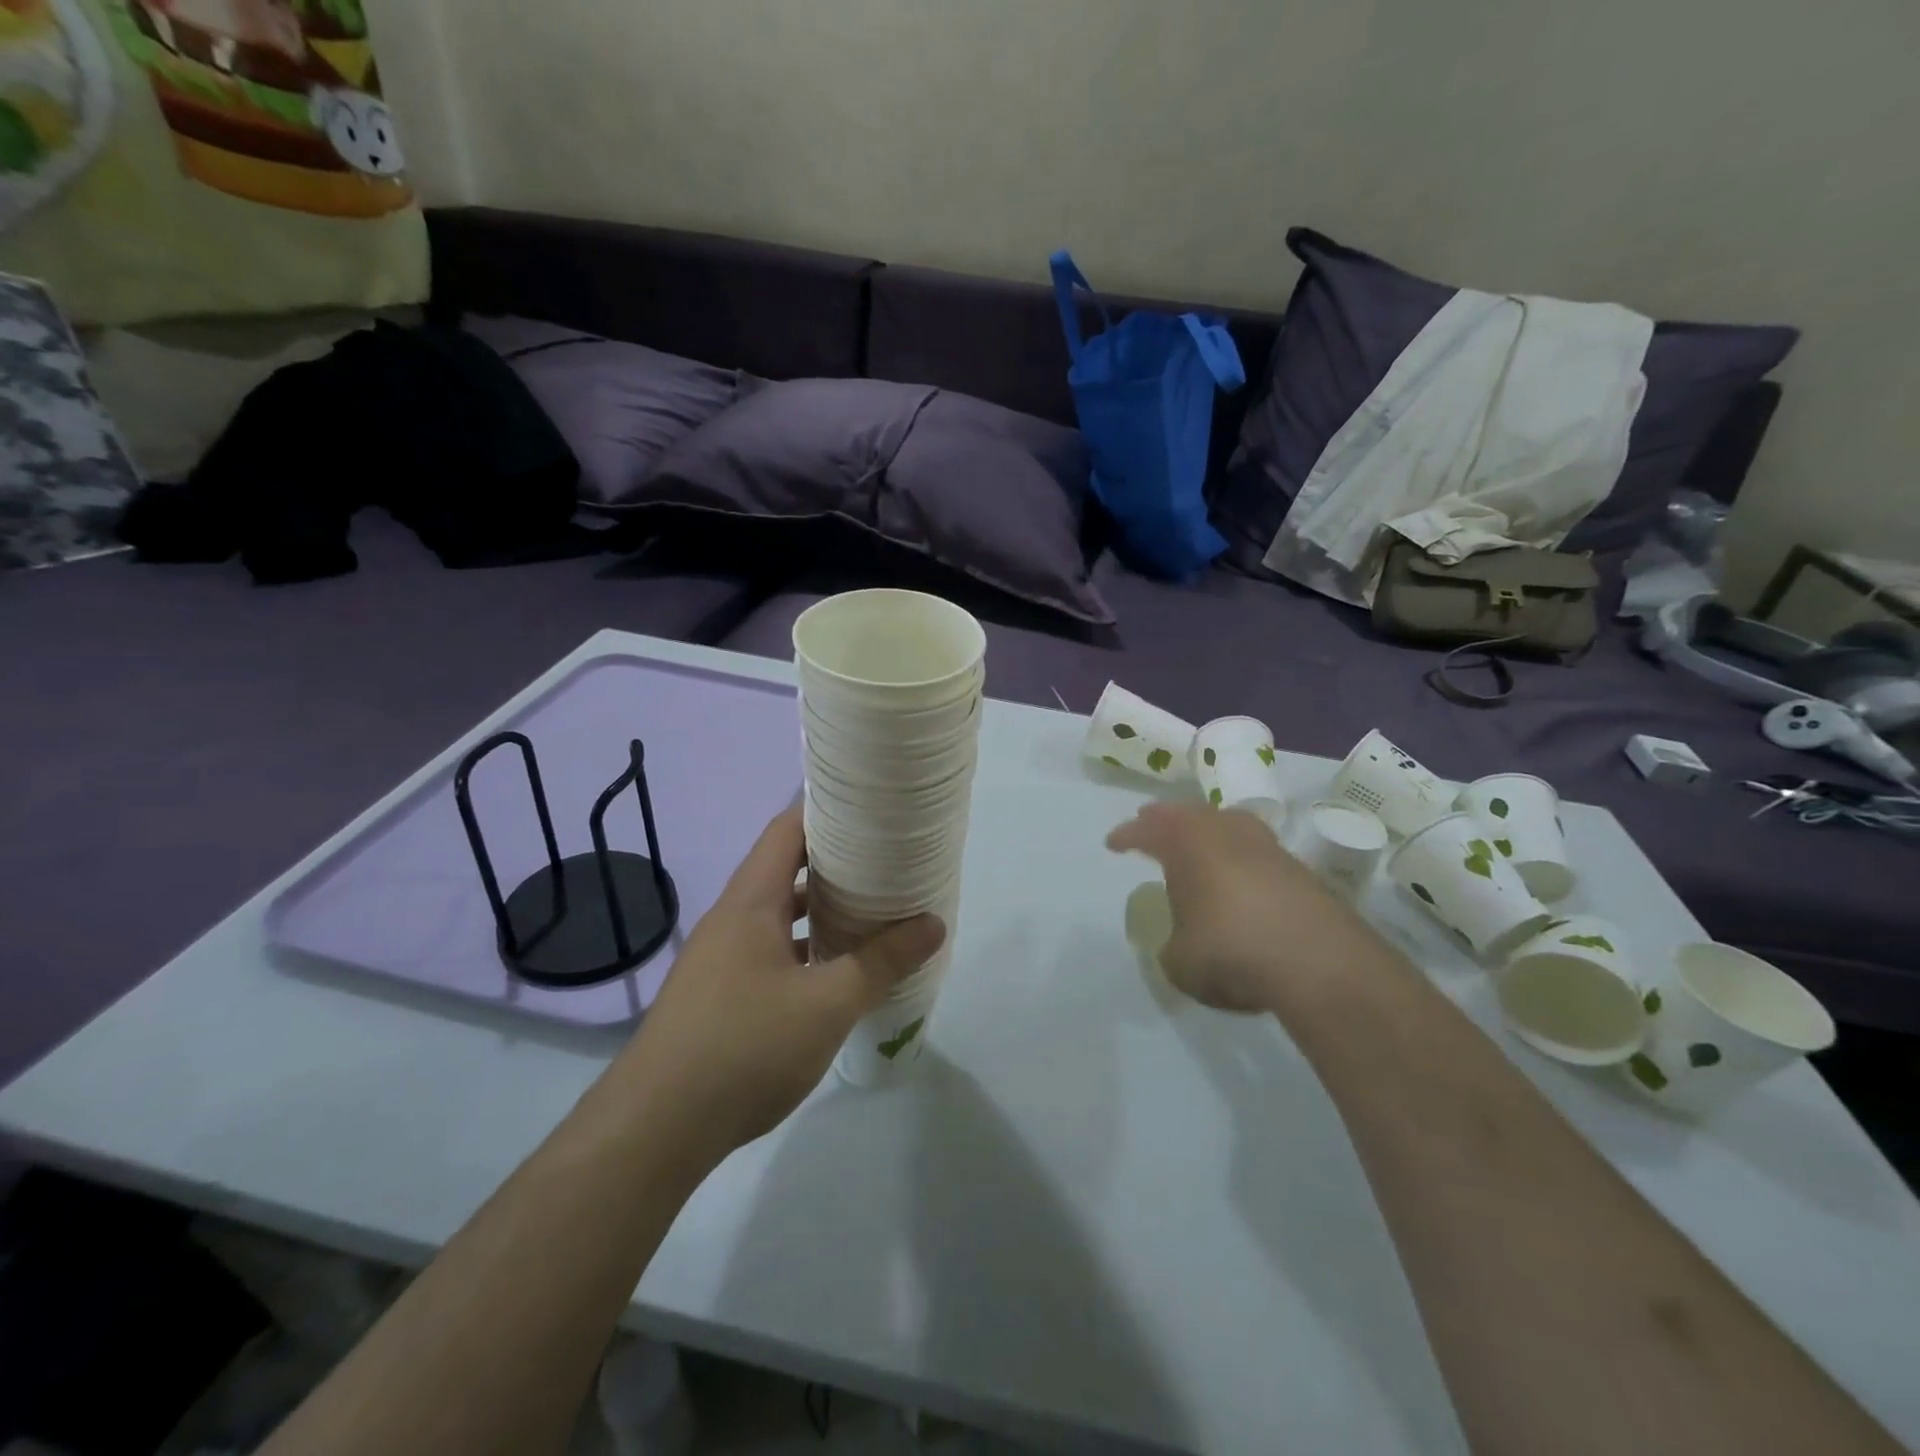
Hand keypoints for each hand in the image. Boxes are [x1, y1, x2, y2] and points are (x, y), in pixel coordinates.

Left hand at [621, 806, 943, 1158]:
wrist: (654, 1130)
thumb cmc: (744, 1048)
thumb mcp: (827, 1003)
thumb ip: (882, 961)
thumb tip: (933, 924)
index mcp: (751, 901)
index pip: (787, 830)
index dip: (827, 809)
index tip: (872, 807)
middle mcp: (732, 918)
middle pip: (785, 868)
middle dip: (834, 860)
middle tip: (886, 857)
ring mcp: (722, 957)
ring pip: (778, 913)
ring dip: (820, 907)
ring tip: (870, 907)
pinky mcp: (720, 993)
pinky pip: (770, 949)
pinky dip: (805, 946)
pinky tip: (834, 970)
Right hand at [1107, 803, 1395, 1013]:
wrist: (1319, 962)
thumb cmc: (1231, 951)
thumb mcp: (1180, 961)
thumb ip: (1174, 946)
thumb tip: (1184, 942)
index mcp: (1186, 844)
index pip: (1148, 831)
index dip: (1127, 836)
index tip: (1113, 843)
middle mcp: (1225, 834)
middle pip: (1189, 814)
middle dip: (1167, 818)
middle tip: (1151, 820)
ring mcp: (1267, 848)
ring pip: (1228, 823)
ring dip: (1208, 829)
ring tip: (1198, 839)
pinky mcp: (1300, 870)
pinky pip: (1256, 850)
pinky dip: (1239, 855)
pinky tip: (1239, 873)